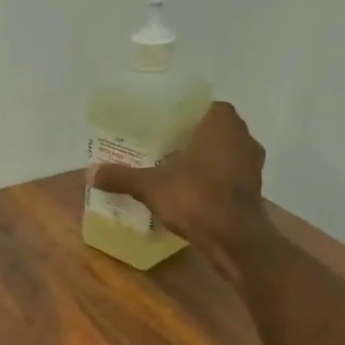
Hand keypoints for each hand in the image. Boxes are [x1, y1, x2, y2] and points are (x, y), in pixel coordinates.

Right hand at [88, 101, 268, 272]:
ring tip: (173, 169)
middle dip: (190, 138)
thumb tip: (90, 173)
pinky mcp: (254, 188)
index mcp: (221, 124)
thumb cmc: (196, 198)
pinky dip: (213, 179)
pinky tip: (190, 191)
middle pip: (212, 129)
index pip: (202, 106)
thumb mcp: (150, 187)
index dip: (182, 115)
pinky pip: (229, 174)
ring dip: (203, 159)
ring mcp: (252, 163)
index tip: (161, 126)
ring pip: (223, 152)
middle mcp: (243, 136)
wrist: (235, 239)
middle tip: (161, 147)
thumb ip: (122, 177)